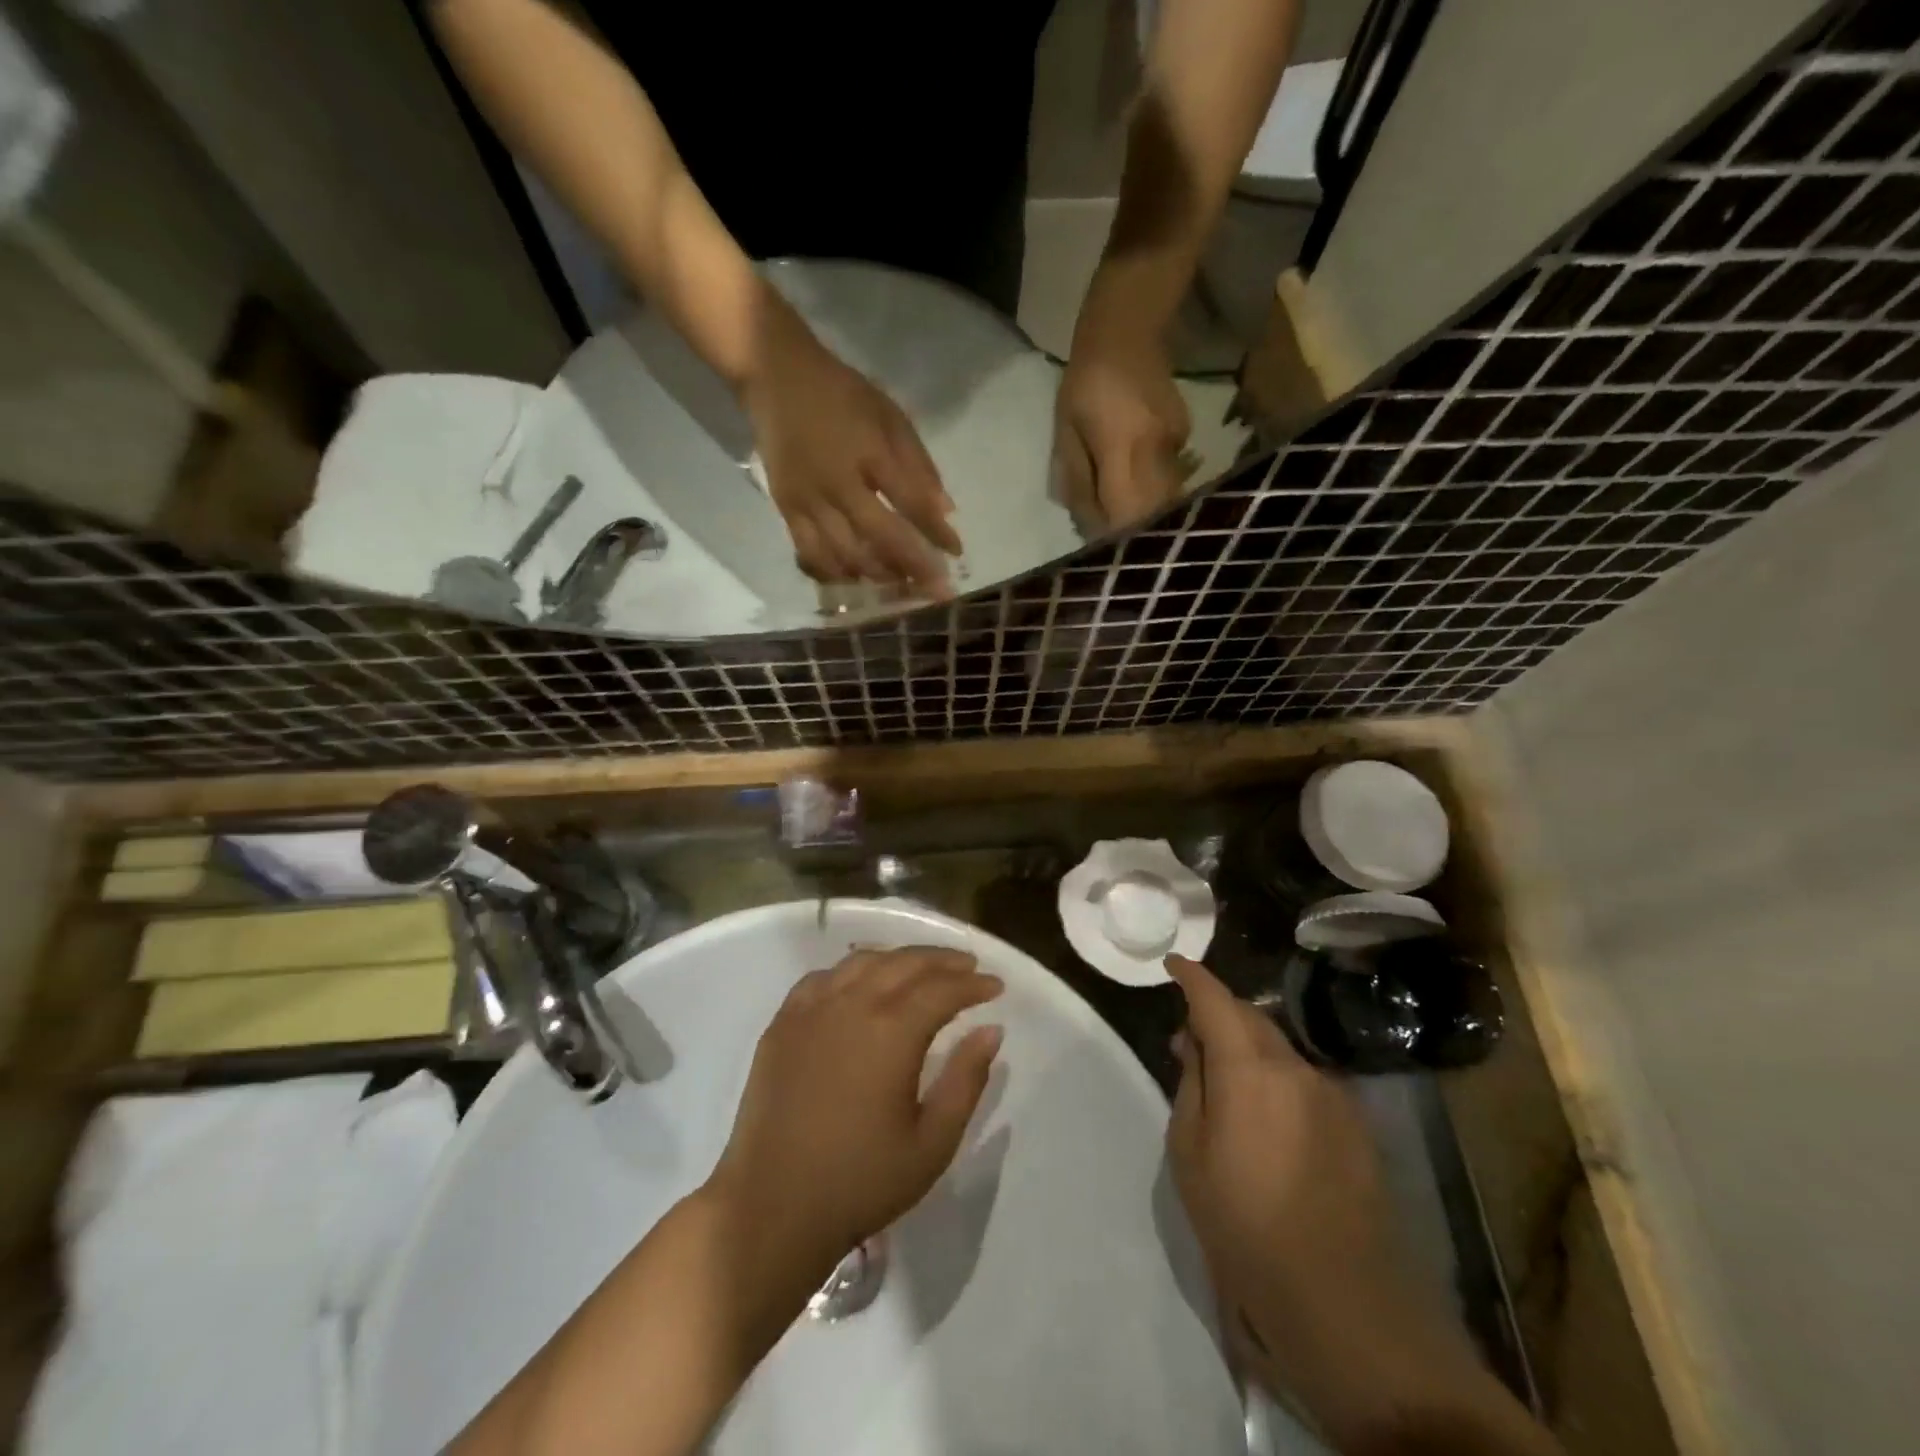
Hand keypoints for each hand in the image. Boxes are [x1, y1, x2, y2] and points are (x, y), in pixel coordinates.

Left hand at [706, 947, 1004, 1285]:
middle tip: (968, 967)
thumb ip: (966, 1080)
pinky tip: (860, 982)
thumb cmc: (860, 1181)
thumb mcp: (932, 1143)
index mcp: (891, 1031)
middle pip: (904, 963)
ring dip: (899, 959)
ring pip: (862, 962)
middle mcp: (851, 1004)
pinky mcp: (782, 1023)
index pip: (942, 989)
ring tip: (921, 969)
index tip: (996, 987)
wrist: (771, 1208)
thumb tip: (991, 1030)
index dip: (973, 985)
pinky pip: (822, 977)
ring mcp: (811, 1010)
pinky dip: (851, 970)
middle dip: (942, 961)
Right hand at [743, 297, 961, 591]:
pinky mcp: (786, 511)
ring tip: (902, 589)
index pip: (910, 503)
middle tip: (936, 591)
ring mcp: (807, 501)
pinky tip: (858, 582)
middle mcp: (837, 483)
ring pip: (846, 555)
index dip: (936, 533)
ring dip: (879, 577)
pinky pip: (812, 555)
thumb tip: (945, 512)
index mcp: (868, 452)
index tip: (957, 553)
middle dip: (914, 569)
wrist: (774, 377)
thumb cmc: (841, 394)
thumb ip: (918, 464)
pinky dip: (838, 574)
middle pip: (880, 539)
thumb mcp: (889, 415)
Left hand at [1053, 322, 1191, 532]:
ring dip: (1144, 514)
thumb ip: (1077, 480)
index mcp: (1123, 448)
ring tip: (1119, 513)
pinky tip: (1134, 480)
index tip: (1100, 546)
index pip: (1126, 513)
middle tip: (1111, 538)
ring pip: (1166, 499)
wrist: (1127, 330)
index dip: (1114, 537)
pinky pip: (1170, 477)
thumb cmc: (1083, 382)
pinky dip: (1152, 489)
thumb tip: (1088, 525)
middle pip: (1153, 513)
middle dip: (1133, 532)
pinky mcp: (1184, 435)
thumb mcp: (1066, 432)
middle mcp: (1157, 451)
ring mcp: (1176, 443)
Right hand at [1165, 954, 1396, 1334]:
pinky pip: (1305, 1080)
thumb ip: (1192, 1085)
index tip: (1173, 964)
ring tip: (1226, 1085)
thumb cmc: (1243, 1223)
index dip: (1192, 976)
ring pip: (1279, 1048)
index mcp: (1249, 1069)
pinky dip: (1277, 1078)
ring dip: (1248, 1049)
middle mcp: (1296, 1067)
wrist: (1341, 1299)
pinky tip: (1269, 1120)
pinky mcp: (1356, 1125)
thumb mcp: (1190, 1154)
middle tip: (1188, 1041)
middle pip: (1251, 1018)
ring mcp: (1333, 1094)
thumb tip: (1195, 1044)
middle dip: (1218, 1014)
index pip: (1215, 1000)